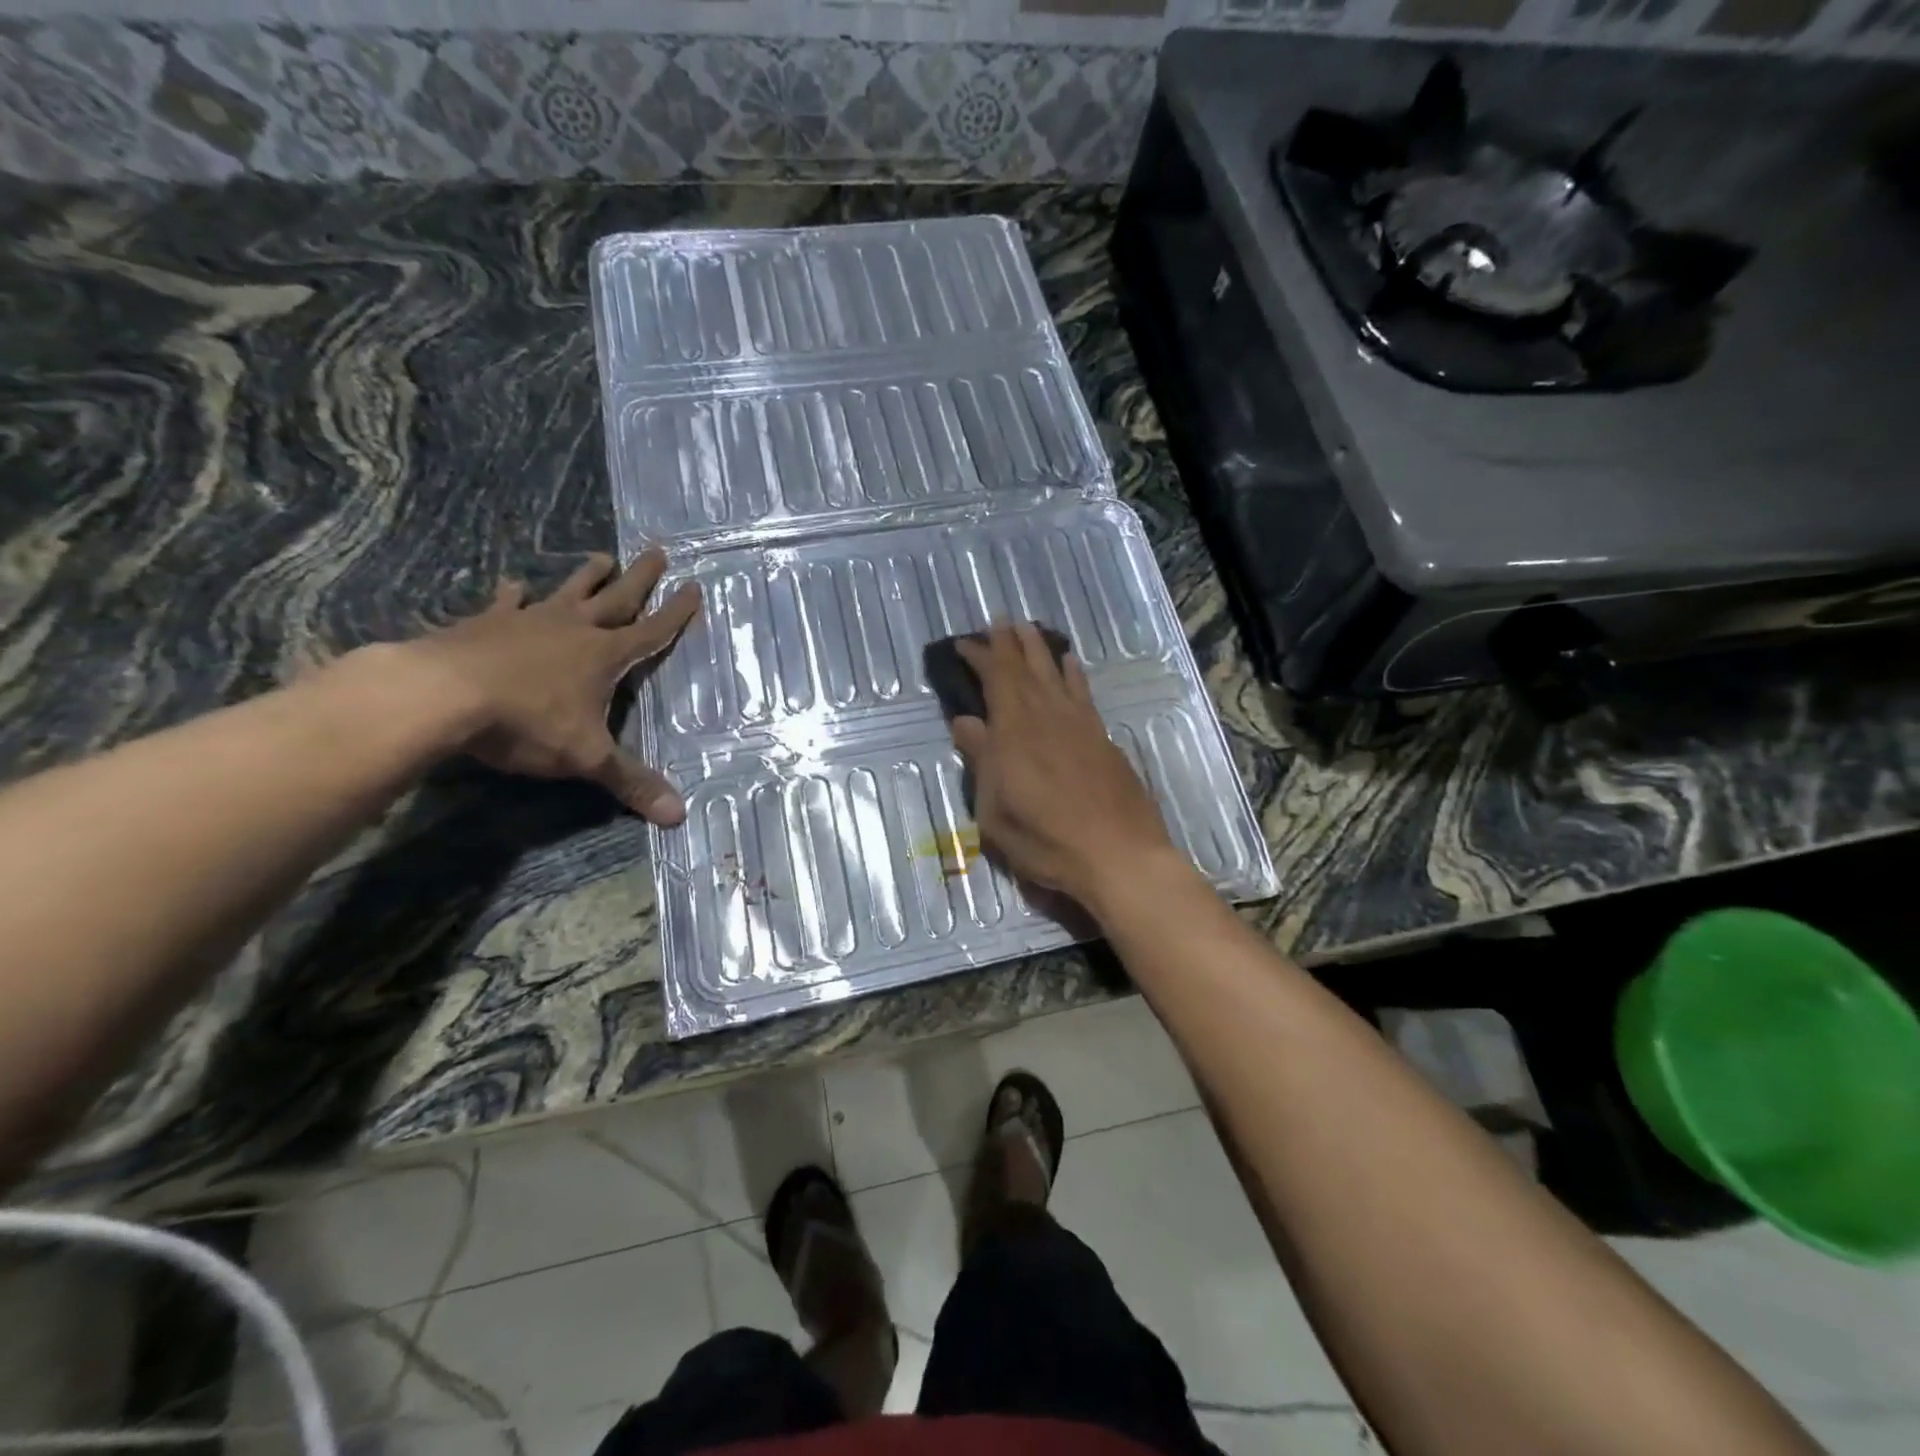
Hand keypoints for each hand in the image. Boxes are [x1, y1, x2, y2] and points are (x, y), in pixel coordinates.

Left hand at [405, 549, 700, 823]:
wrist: (441, 695)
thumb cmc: (526, 722)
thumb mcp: (586, 758)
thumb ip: (631, 782)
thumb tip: (680, 815)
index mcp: (605, 655)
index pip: (652, 631)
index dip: (676, 614)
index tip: (695, 588)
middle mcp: (574, 629)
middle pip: (616, 598)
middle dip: (641, 578)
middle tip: (658, 550)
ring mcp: (528, 621)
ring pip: (568, 592)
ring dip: (588, 576)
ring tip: (602, 556)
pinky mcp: (486, 624)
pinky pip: (506, 604)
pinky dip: (512, 595)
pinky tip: (513, 584)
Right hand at [949, 622, 1178, 911]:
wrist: (1118, 855)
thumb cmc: (1046, 841)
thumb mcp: (995, 812)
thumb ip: (981, 762)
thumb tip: (965, 722)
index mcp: (1014, 733)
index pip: (995, 679)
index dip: (980, 656)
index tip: (965, 643)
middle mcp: (1046, 717)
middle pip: (1026, 668)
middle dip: (1009, 642)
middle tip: (998, 621)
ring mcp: (1079, 724)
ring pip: (1055, 673)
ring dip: (1039, 649)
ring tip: (1028, 629)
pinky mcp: (1102, 737)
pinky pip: (1083, 692)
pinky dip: (1073, 673)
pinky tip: (1069, 663)